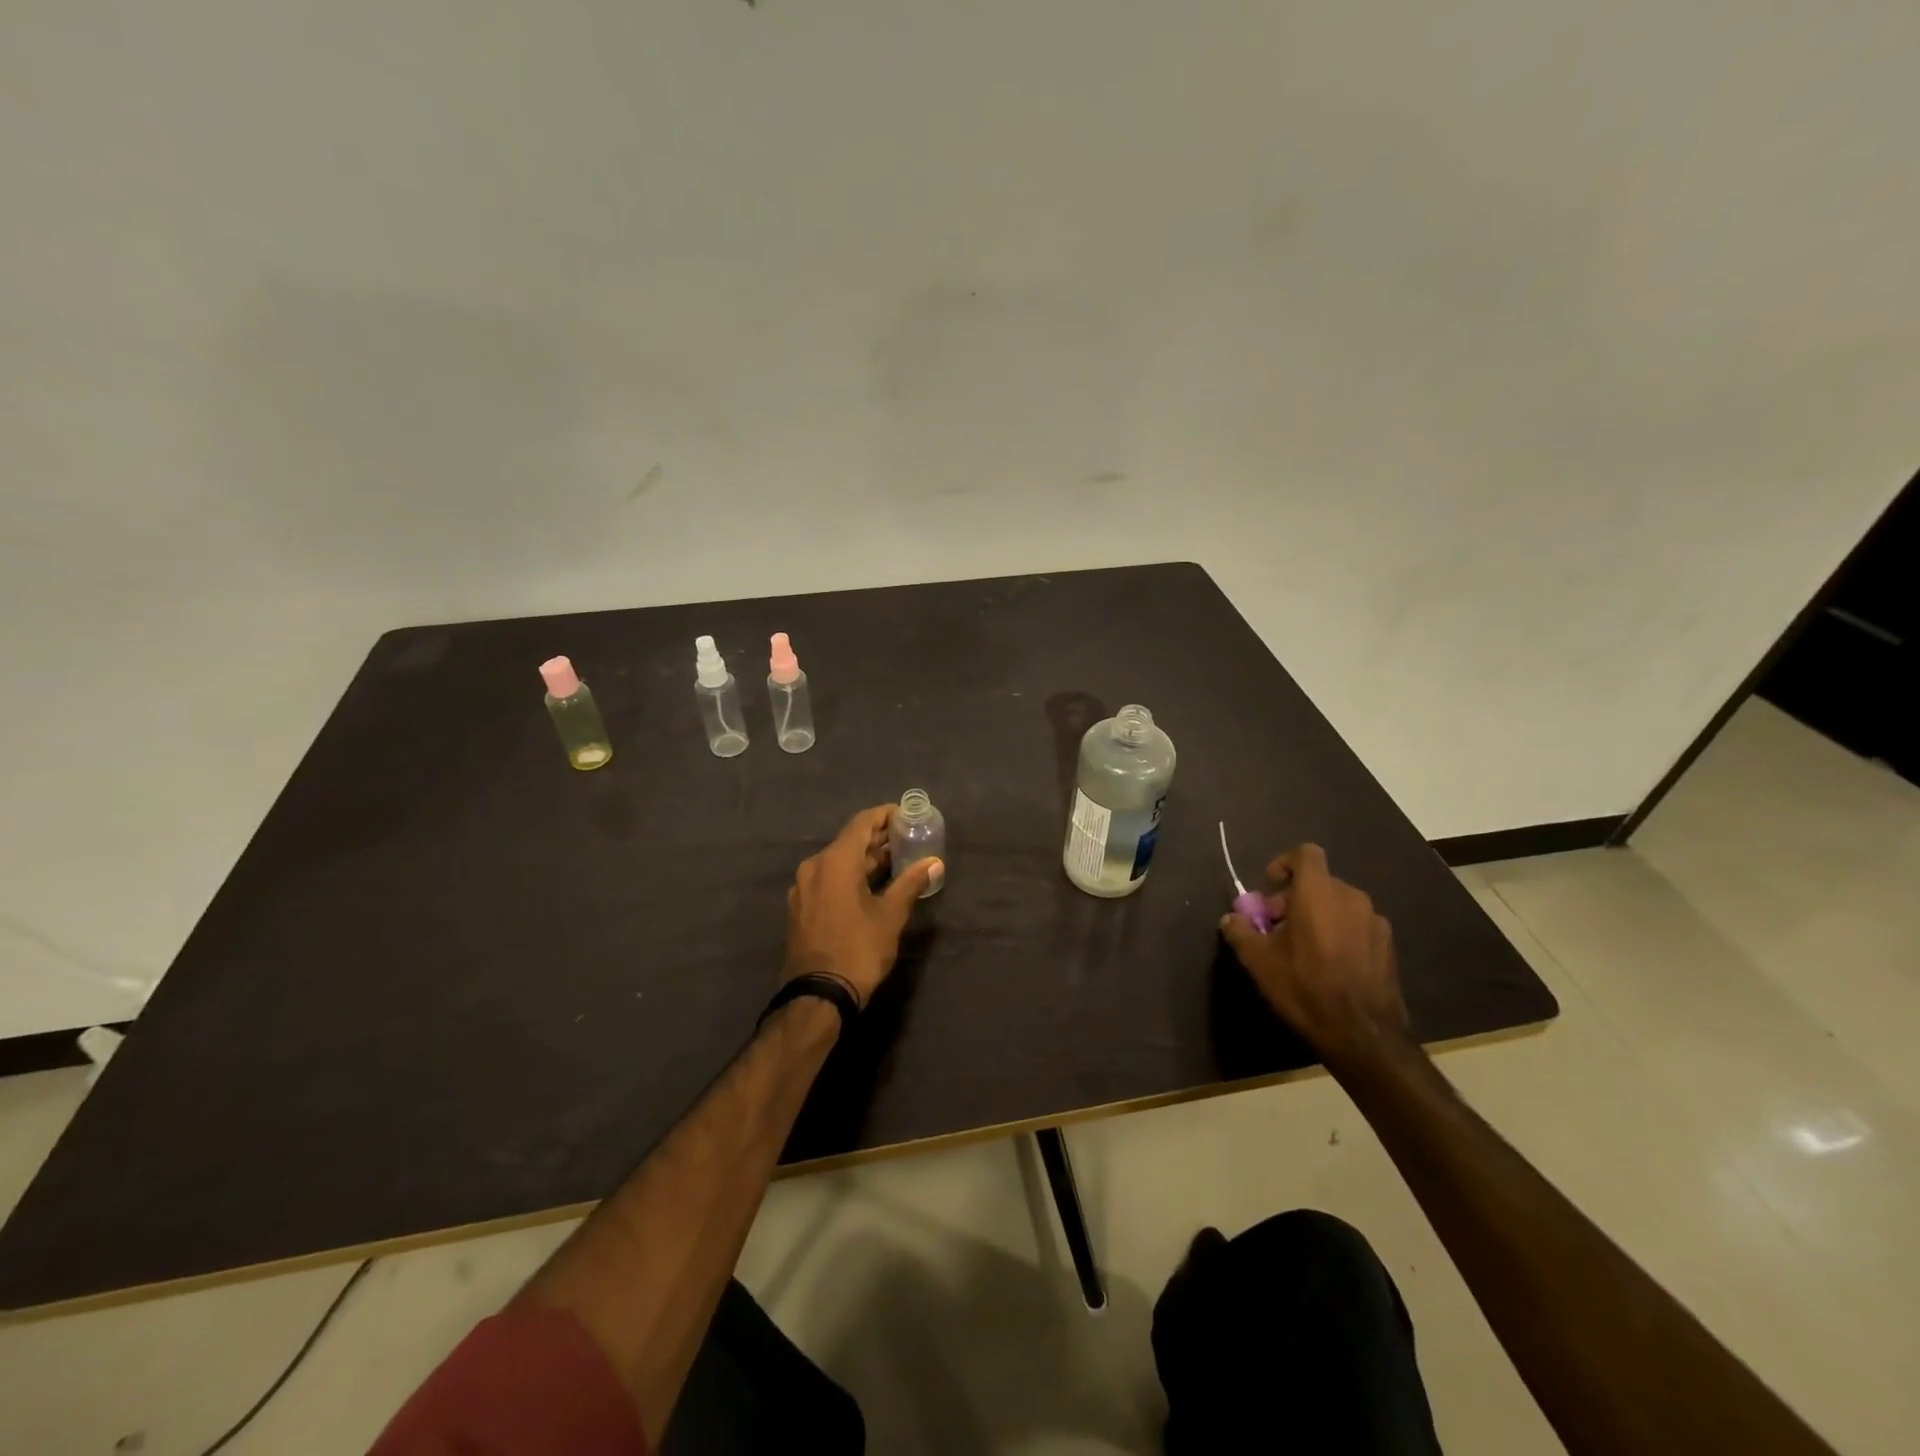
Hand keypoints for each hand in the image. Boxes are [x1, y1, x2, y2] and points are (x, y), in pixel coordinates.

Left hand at [785, 804, 941, 1006]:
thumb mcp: (890, 915)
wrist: (817, 995)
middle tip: (908, 840)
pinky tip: (871, 886)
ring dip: (866, 859)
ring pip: (838, 861)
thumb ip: (911, 883)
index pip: (862, 823)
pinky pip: (828, 878)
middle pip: (849, 841)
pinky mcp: (801, 907)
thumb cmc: (858, 949)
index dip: (885, 815)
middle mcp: (814, 866)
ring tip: (896, 862)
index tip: (907, 815)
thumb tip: (933, 863)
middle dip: (878, 839)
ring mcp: (804, 887)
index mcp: (835, 861)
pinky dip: (850, 875)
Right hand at [1218, 843, 1409, 1069]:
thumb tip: (1231, 919)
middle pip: (1317, 882)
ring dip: (1316, 916)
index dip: (1282, 864)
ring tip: (1301, 949)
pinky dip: (1338, 933)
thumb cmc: (1305, 987)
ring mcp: (1375, 921)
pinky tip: (1328, 966)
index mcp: (1319, 892)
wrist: (1363, 1035)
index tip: (1268, 890)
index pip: (1304, 853)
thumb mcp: (1259, 961)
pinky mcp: (1388, 945)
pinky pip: (1355, 925)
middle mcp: (1351, 897)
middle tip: (1275, 929)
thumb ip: (1240, 931)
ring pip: (1337, 905)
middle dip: (1292, 899)